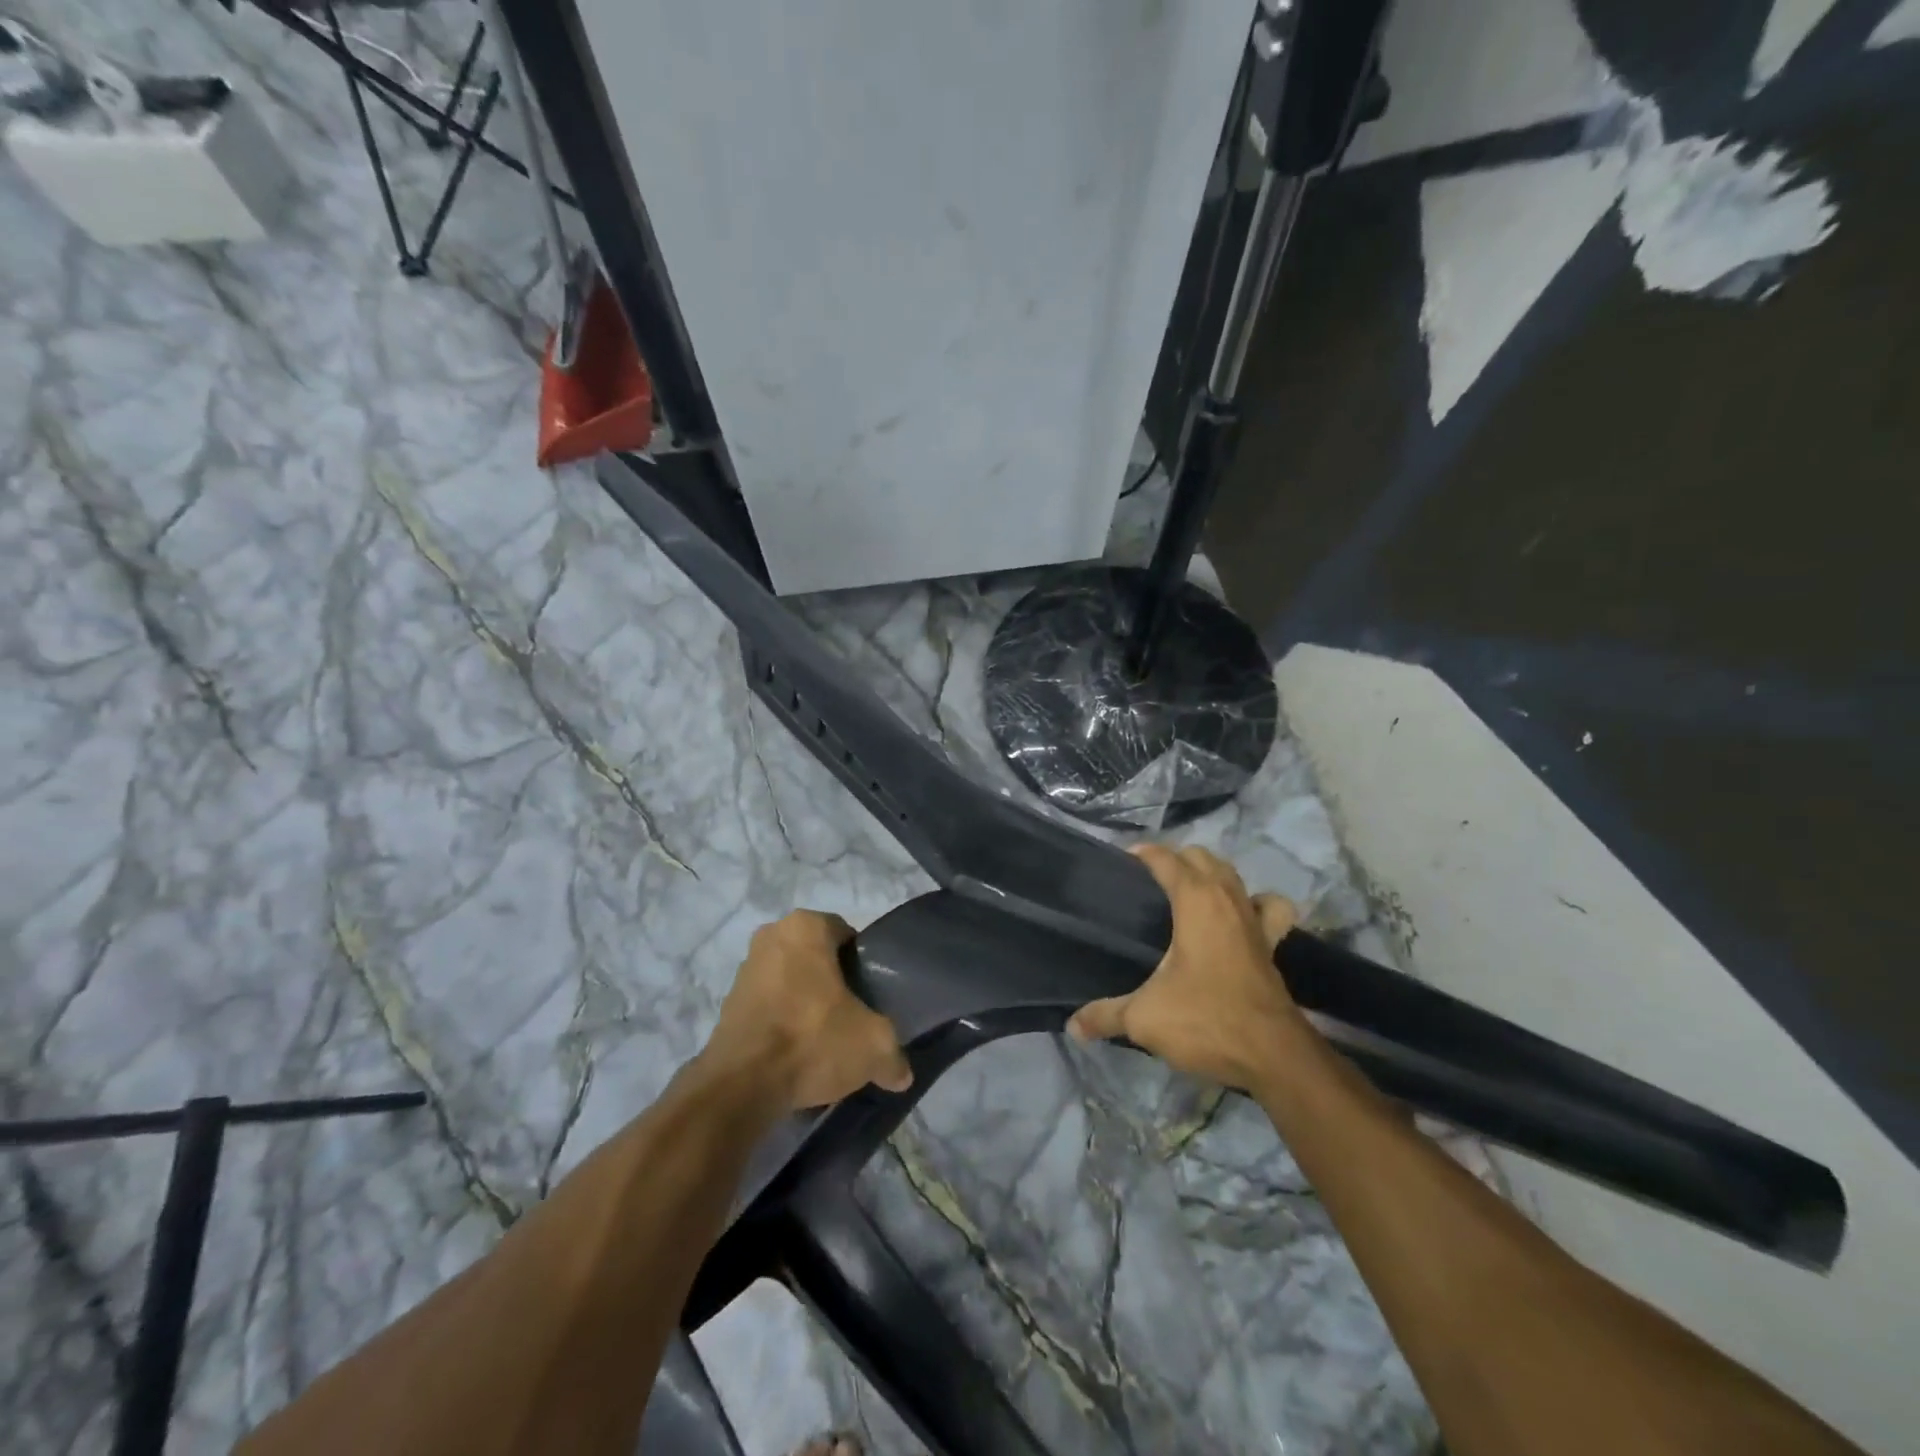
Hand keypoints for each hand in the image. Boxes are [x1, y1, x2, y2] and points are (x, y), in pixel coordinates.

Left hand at [704, 910, 912, 1111]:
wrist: (742, 1085)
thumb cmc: (812, 1039)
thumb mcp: (873, 1045)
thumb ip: (893, 1054)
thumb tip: (901, 1074)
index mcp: (806, 926)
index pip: (846, 934)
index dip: (862, 964)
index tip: (870, 995)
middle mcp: (771, 935)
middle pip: (816, 956)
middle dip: (833, 982)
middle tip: (851, 1016)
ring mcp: (745, 968)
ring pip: (790, 980)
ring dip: (805, 1002)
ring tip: (824, 1039)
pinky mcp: (728, 1003)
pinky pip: (768, 1005)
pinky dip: (782, 1021)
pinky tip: (797, 1053)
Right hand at [1068, 844, 1307, 1091]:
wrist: (1272, 1055)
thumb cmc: (1205, 1020)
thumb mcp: (1144, 1018)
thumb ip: (1105, 1015)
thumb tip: (1073, 1025)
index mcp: (1195, 901)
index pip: (1165, 859)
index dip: (1143, 854)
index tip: (1122, 860)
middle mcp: (1227, 899)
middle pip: (1201, 857)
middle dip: (1175, 860)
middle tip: (1148, 881)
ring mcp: (1254, 920)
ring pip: (1233, 875)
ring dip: (1211, 874)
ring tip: (1189, 892)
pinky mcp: (1272, 944)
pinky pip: (1268, 907)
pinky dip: (1256, 903)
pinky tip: (1241, 918)